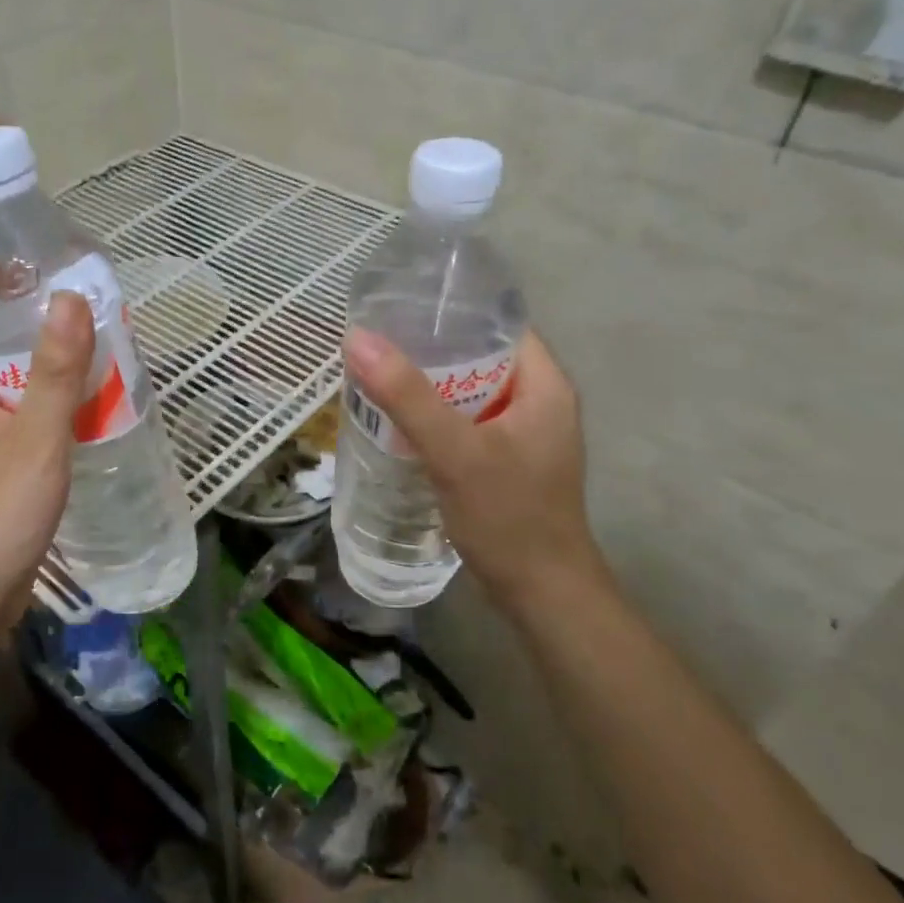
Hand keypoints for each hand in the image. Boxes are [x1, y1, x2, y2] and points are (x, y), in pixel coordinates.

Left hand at [0, 293, 95, 636]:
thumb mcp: (31, 445)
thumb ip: (53, 375)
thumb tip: (70, 297)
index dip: (6, 283)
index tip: (57, 265)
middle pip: (4, 345)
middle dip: (48, 323)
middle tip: (104, 306)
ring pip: (25, 384)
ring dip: (62, 367)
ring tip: (114, 347)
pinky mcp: (6, 469)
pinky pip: (37, 421)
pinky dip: (66, 407)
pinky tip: (103, 407)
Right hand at [344, 328, 603, 607]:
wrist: (541, 593)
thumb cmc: (508, 516)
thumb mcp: (455, 452)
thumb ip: (407, 396)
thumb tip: (358, 338)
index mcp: (545, 384)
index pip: (498, 324)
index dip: (452, 311)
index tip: (400, 308)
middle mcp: (540, 401)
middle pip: (480, 357)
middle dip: (430, 350)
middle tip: (378, 344)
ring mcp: (524, 433)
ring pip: (470, 392)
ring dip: (429, 386)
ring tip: (379, 376)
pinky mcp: (508, 460)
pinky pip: (467, 422)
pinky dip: (436, 417)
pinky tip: (399, 422)